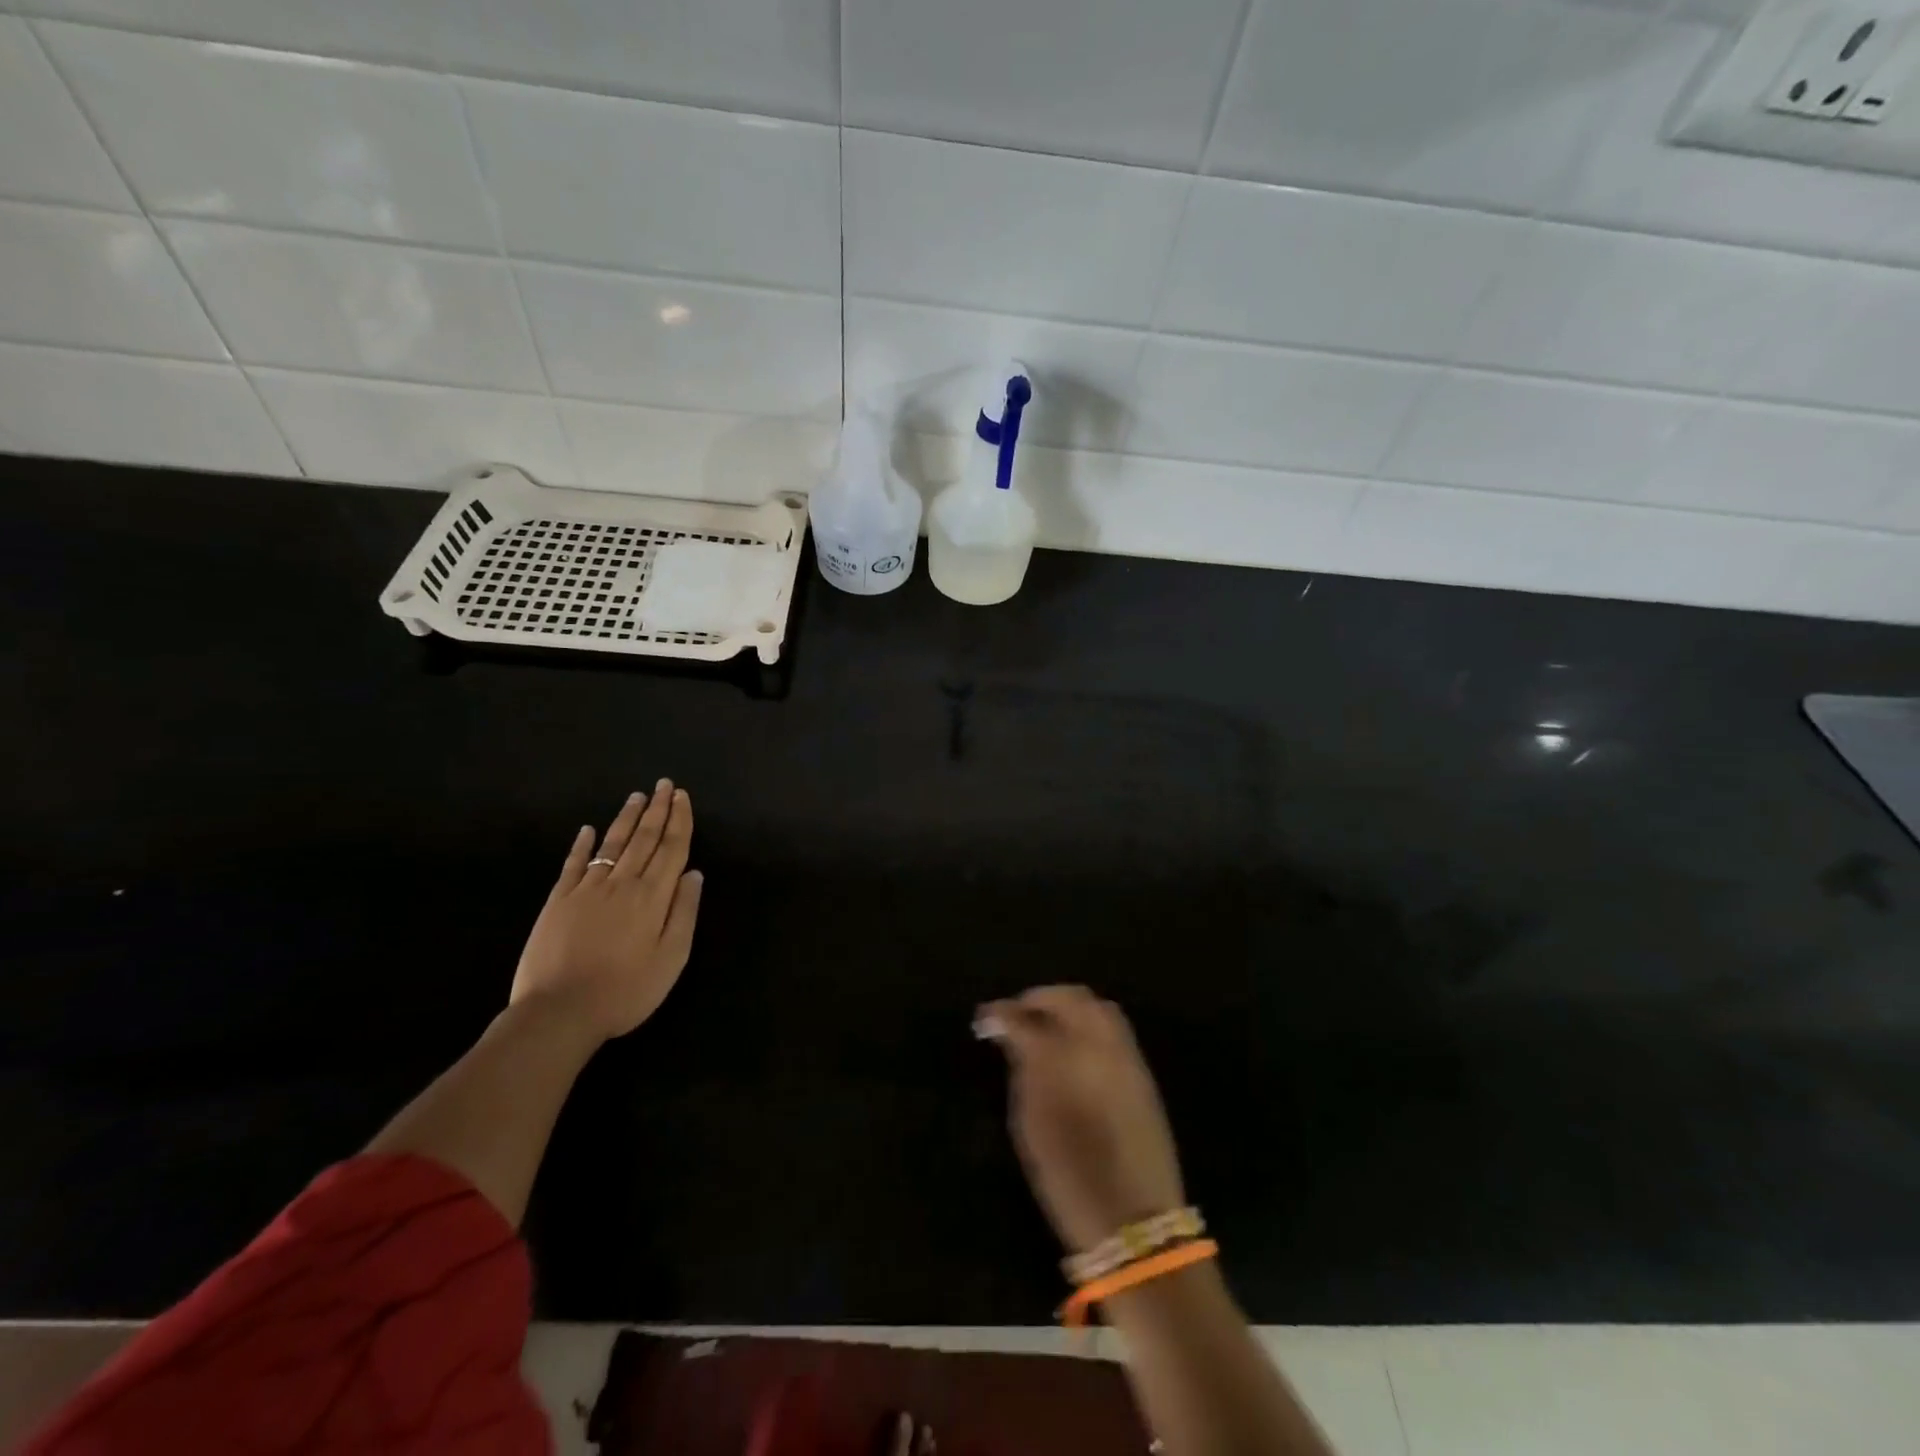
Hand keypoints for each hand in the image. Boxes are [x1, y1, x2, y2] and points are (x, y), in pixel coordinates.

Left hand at [510, 782, 702, 1041]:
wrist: (559, 1012)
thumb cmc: (626, 991)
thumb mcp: (671, 958)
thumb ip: (684, 912)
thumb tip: (694, 874)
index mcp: (653, 897)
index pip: (672, 849)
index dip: (680, 821)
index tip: (683, 796)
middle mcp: (622, 883)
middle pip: (644, 839)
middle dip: (657, 810)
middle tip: (664, 785)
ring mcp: (587, 889)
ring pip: (612, 845)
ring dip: (627, 819)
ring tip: (637, 797)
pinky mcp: (558, 901)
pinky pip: (574, 864)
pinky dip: (582, 845)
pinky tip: (588, 829)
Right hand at [979, 986, 1185, 1253]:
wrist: (1134, 1222)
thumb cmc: (1069, 1179)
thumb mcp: (1030, 1126)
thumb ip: (1022, 1070)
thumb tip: (1011, 1037)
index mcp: (1062, 1061)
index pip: (1025, 1018)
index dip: (1001, 1013)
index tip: (985, 1018)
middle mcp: (1098, 1046)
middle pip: (1069, 998)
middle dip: (1039, 999)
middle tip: (1017, 1014)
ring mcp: (1126, 1056)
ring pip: (1096, 1007)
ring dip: (1068, 1007)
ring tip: (1046, 1026)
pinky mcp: (1143, 1072)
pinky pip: (1114, 1028)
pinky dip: (1090, 1024)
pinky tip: (1074, 1045)